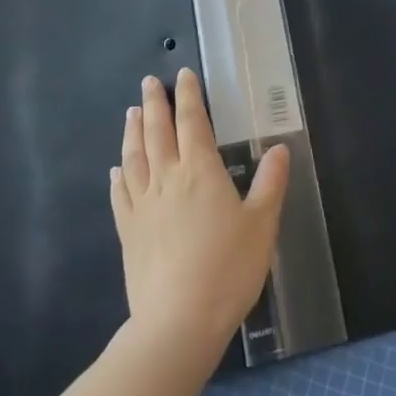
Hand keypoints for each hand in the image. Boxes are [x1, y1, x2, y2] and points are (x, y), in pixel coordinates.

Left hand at [110, 69, 289, 356]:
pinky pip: (120, 194)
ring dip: (132, 131)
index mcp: (200, 171)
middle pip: (157, 132)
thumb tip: (279, 149)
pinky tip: (116, 169)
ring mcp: (143, 205)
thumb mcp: (262, 224)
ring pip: (134, 157)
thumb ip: (270, 183)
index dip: (188, 97)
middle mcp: (167, 179)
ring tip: (132, 111)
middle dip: (154, 104)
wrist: (178, 321)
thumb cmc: (228, 269)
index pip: (192, 123)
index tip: (182, 75)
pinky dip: (118, 176)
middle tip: (149, 82)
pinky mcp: (129, 231)